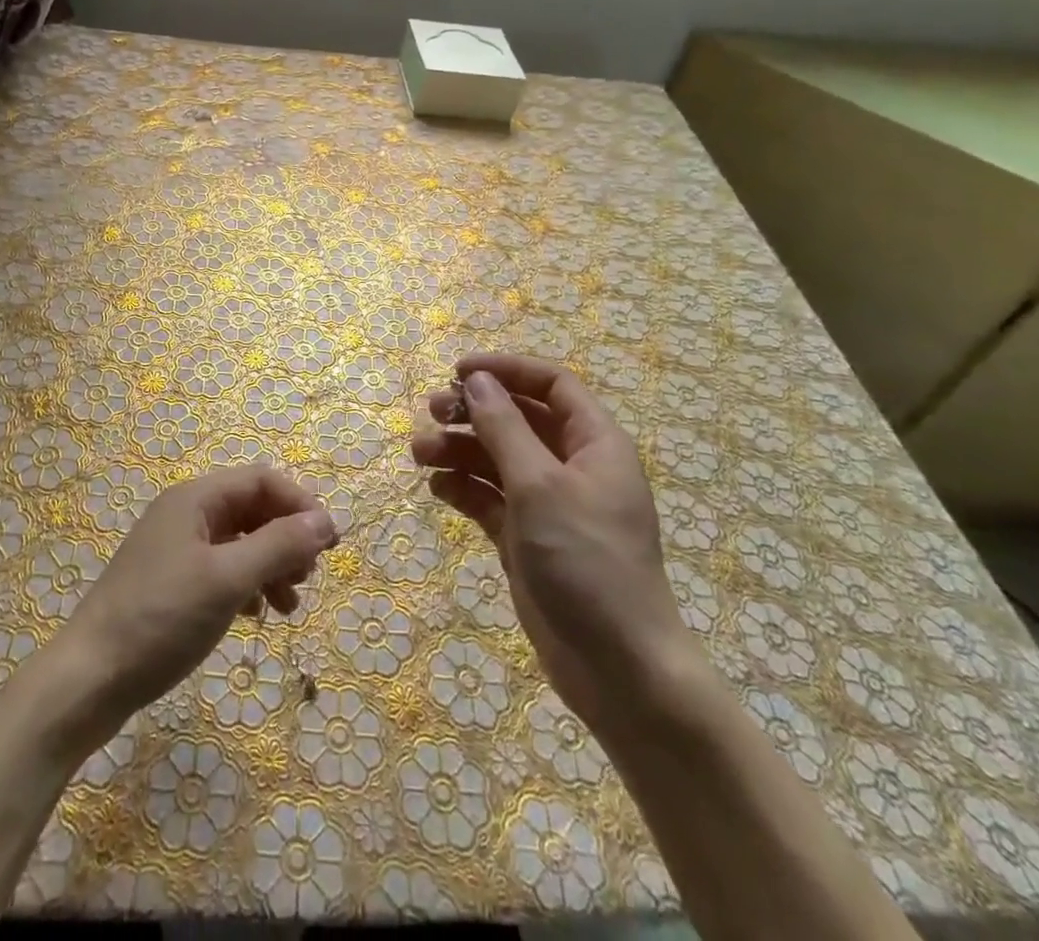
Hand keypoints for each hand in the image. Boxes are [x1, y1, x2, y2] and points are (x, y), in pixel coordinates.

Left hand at [54, 465, 336, 744]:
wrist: (89, 680)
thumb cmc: (161, 619)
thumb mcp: (227, 580)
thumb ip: (278, 545)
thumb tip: (325, 521)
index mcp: (195, 499)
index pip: (261, 480)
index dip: (300, 504)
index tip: (331, 542)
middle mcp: (186, 514)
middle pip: (252, 509)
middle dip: (287, 537)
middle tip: (310, 575)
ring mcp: (176, 549)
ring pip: (240, 542)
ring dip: (271, 565)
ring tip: (291, 604)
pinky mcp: (171, 583)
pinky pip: (223, 570)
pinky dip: (248, 585)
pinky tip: (258, 615)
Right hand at [413, 352, 692, 730]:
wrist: (618, 669)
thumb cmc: (586, 560)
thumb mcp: (539, 485)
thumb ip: (504, 428)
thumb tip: (477, 380)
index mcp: (594, 443)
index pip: (550, 384)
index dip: (507, 370)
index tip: (458, 371)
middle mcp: (572, 466)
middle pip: (518, 419)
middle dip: (474, 411)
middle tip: (432, 412)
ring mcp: (549, 504)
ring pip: (498, 459)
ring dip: (459, 450)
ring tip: (420, 454)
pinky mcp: (527, 538)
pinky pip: (490, 498)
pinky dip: (464, 488)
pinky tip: (437, 489)